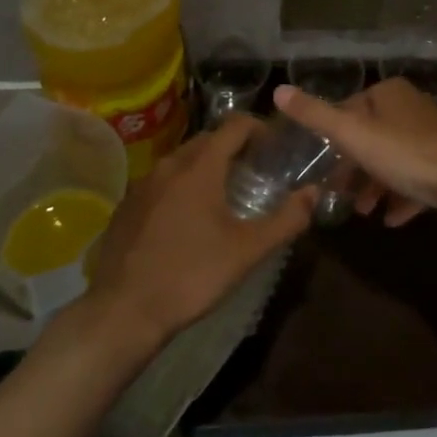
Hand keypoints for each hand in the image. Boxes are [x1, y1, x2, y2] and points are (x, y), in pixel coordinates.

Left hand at [79, 114, 313, 346]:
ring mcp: (143, 183)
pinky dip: (181, 186)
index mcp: (200, 166)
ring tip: (224, 195)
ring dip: (206, 166)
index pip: (235, 125)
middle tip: (255, 171)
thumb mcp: (248, 251)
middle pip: (208, 139)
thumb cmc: (191, 275)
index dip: (259, 128)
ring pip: (182, 160)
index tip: (274, 147)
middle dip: (233, 147)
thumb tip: (313, 193)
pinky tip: (187, 219)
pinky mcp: (126, 205)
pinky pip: (161, 182)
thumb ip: (286, 219)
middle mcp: (170, 164)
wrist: (123, 311)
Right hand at [273, 78, 436, 225]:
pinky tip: (392, 219)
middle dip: (354, 167)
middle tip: (339, 194)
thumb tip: (278, 90)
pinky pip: (417, 178)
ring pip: (393, 159)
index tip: (322, 166)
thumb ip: (314, 114)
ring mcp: (432, 134)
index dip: (334, 138)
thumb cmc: (404, 154)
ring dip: (376, 185)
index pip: (350, 109)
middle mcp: (411, 106)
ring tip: (365, 211)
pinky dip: (402, 196)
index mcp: (389, 93)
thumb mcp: (351, 134)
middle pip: (372, 137)